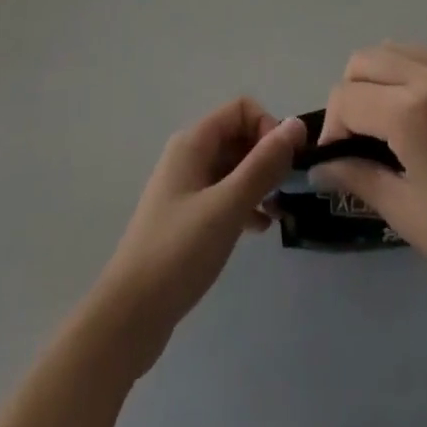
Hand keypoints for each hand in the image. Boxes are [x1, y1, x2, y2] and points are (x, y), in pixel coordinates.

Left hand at [90, 100, 306, 372]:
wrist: (129, 316)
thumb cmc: (179, 252)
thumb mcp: (227, 205)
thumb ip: (263, 164)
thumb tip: (297, 124)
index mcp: (193, 143)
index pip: (241, 110)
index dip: (267, 127)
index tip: (285, 164)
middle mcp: (188, 156)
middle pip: (238, 136)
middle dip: (266, 156)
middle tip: (286, 190)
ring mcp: (185, 188)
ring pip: (233, 168)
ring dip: (259, 182)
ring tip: (279, 211)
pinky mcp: (186, 218)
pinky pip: (224, 195)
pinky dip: (245, 204)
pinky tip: (260, 229)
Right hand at [314, 44, 426, 318]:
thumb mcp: (405, 213)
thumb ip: (357, 175)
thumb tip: (322, 164)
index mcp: (411, 112)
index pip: (347, 97)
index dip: (333, 127)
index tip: (338, 158)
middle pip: (369, 59)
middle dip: (353, 93)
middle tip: (362, 135)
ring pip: (404, 49)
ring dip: (387, 78)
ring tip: (397, 121)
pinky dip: (426, 75)